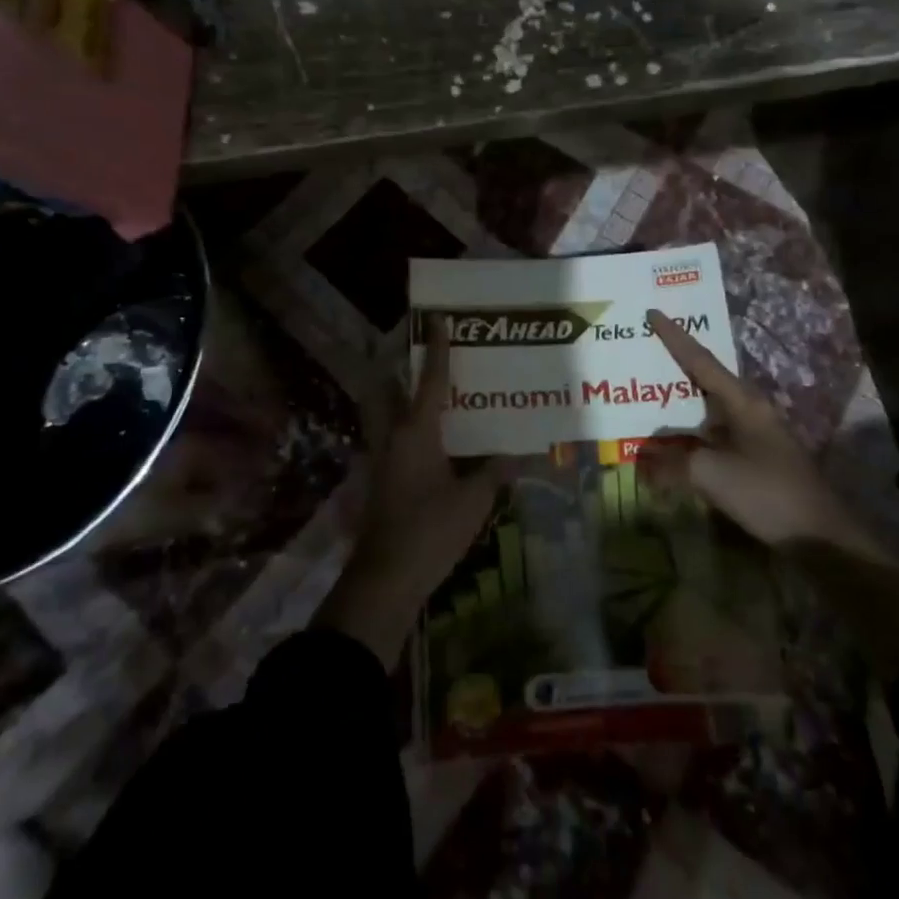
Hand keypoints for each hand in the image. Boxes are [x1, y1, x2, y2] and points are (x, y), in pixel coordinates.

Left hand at [316, 330, 505, 666]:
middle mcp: (393, 437)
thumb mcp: (472, 502)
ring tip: (425, 393)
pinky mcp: (379, 481)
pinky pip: (391, 439)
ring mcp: (381, 460)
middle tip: (418, 354)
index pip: (430, 381)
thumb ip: (493, 473)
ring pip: (385, 415)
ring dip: (399, 398)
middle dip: (398, 369)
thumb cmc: (430, 530)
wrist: (385, 578)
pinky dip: (405, 429)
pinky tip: (428, 442)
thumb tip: (519, 455)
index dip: (437, 350)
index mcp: (415, 432)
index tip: (437, 320)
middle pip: (388, 390)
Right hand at [640, 310, 887, 559]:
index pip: (701, 360)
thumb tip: (642, 461)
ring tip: (651, 394)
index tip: (653, 312)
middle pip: (707, 379)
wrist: (820, 538)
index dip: (675, 337)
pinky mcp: (757, 460)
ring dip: (682, 402)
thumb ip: (671, 464)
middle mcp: (751, 410)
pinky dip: (690, 433)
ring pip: (710, 408)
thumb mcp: (710, 474)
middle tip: (646, 351)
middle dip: (677, 365)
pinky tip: (673, 443)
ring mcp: (756, 435)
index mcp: (743, 401)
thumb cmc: (766, 492)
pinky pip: (714, 434)